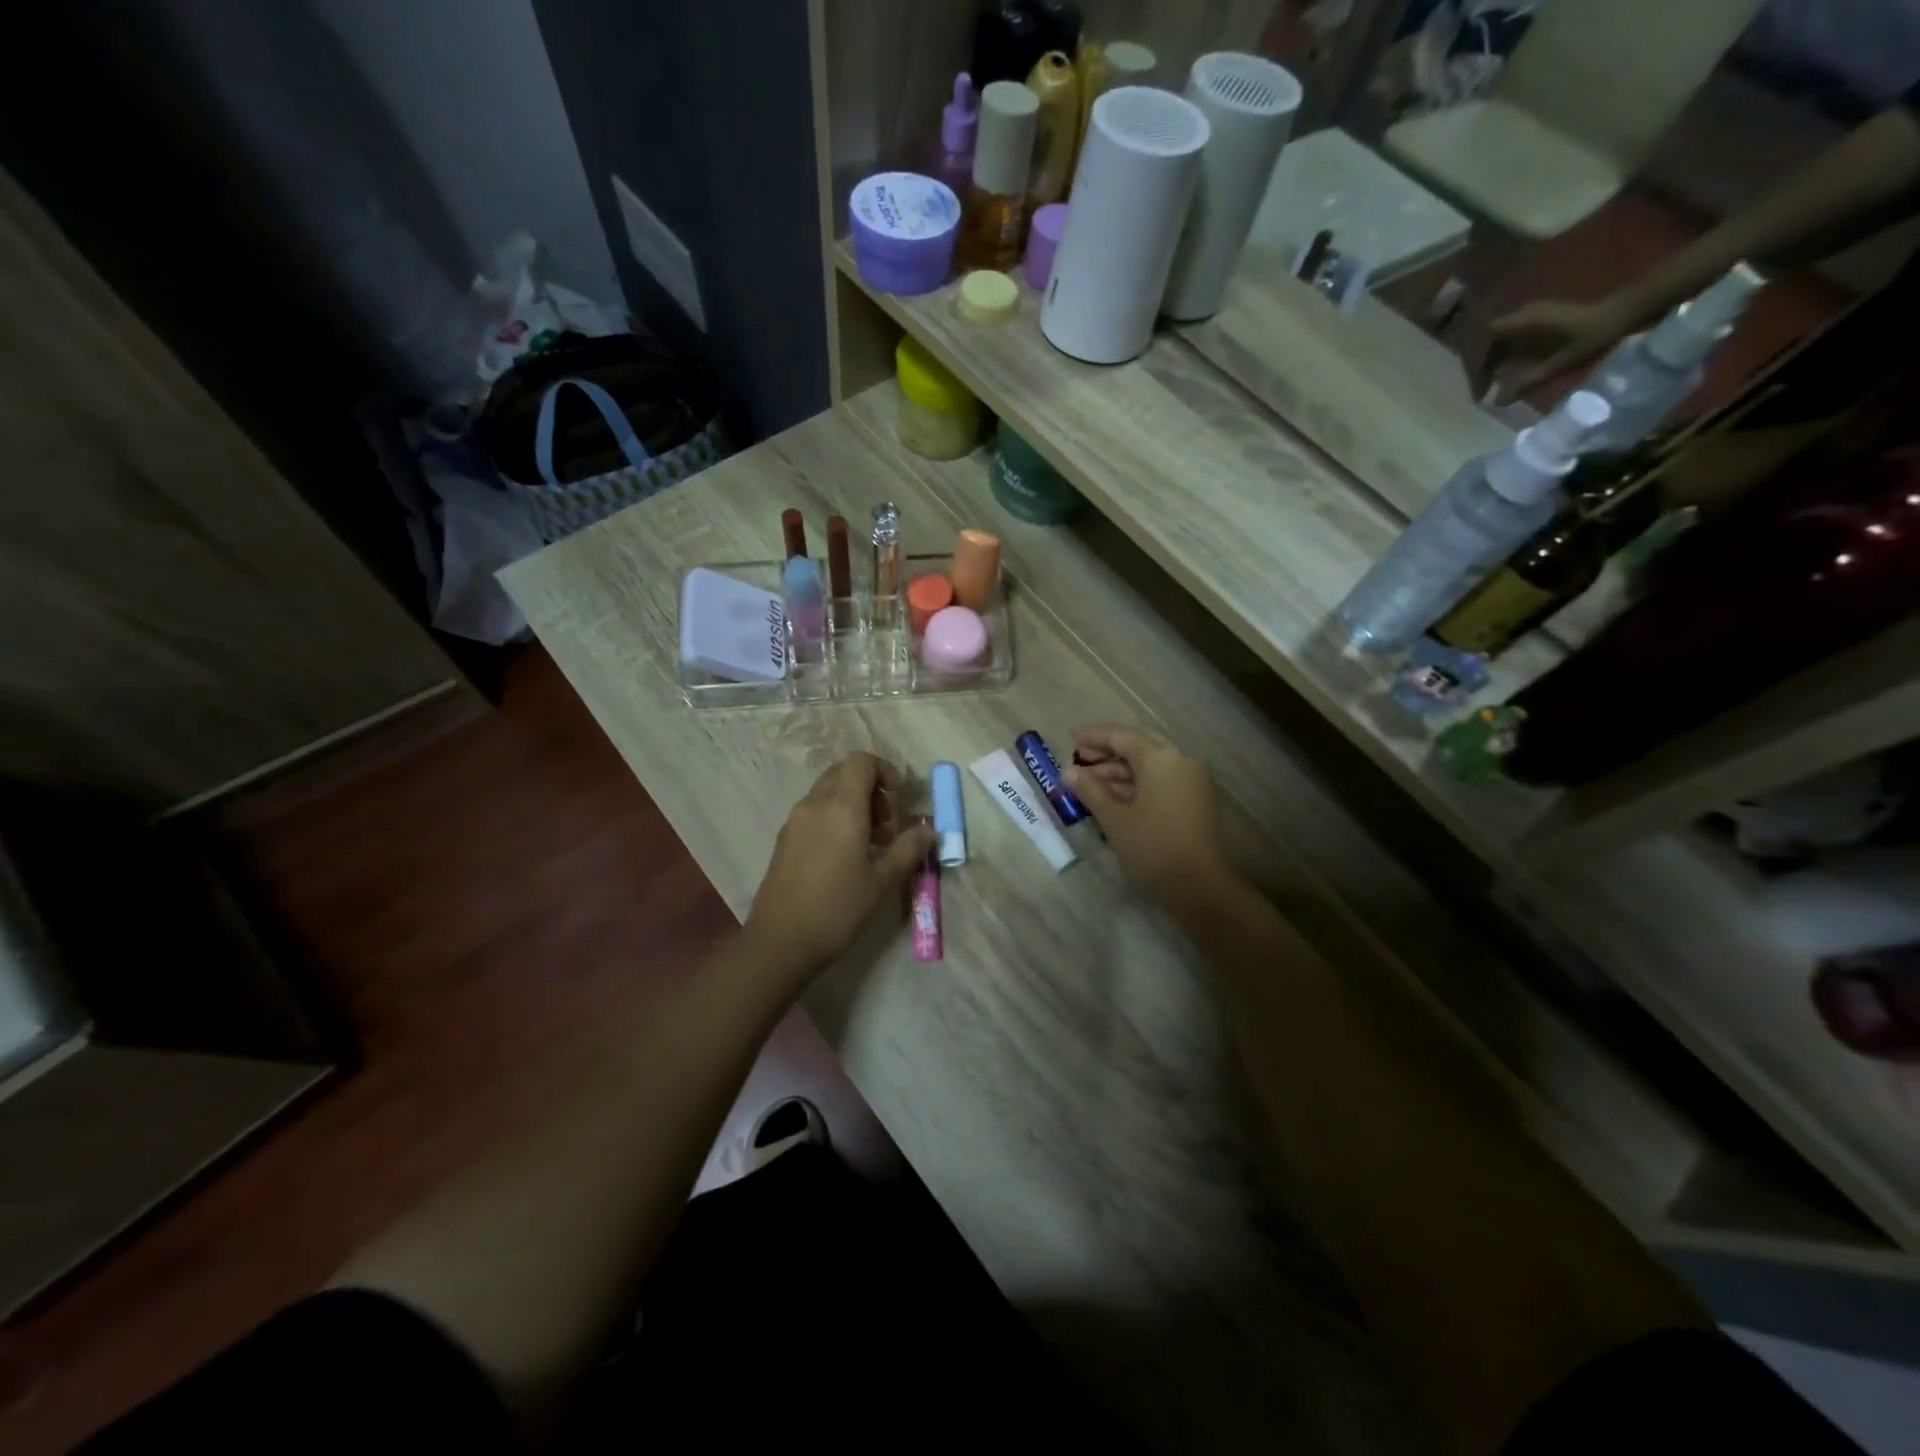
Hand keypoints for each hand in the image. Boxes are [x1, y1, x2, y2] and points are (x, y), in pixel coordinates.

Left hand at [745, 752, 935, 974]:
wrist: (781, 940)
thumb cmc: (838, 907)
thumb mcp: (883, 880)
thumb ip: (909, 848)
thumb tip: (929, 829)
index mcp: (841, 805)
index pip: (861, 761)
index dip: (885, 770)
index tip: (899, 796)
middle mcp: (815, 803)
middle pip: (843, 773)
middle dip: (870, 788)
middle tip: (886, 824)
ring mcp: (795, 820)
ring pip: (828, 792)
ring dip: (853, 804)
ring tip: (870, 844)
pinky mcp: (784, 839)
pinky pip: (814, 812)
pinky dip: (834, 818)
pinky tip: (844, 857)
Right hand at [1063, 725, 1230, 907]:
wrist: (1201, 887)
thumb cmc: (1153, 847)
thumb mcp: (1114, 818)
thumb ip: (1090, 790)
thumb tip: (1069, 772)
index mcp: (1161, 757)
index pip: (1121, 736)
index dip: (1093, 736)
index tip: (1069, 737)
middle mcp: (1180, 760)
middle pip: (1137, 747)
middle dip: (1106, 753)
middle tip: (1077, 759)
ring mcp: (1191, 781)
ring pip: (1149, 765)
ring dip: (1118, 771)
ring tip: (1087, 782)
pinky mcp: (1195, 800)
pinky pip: (1160, 781)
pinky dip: (1135, 784)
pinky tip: (1111, 797)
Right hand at [1482, 296, 1636, 396]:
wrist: (1627, 308)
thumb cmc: (1596, 333)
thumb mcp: (1564, 361)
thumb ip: (1530, 380)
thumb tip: (1497, 402)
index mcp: (1523, 321)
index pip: (1483, 345)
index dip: (1475, 370)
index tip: (1479, 393)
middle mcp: (1521, 314)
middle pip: (1486, 343)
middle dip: (1479, 369)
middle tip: (1482, 393)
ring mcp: (1528, 315)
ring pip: (1495, 342)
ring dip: (1489, 363)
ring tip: (1491, 386)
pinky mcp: (1536, 318)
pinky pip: (1508, 338)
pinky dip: (1502, 357)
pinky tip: (1507, 372)